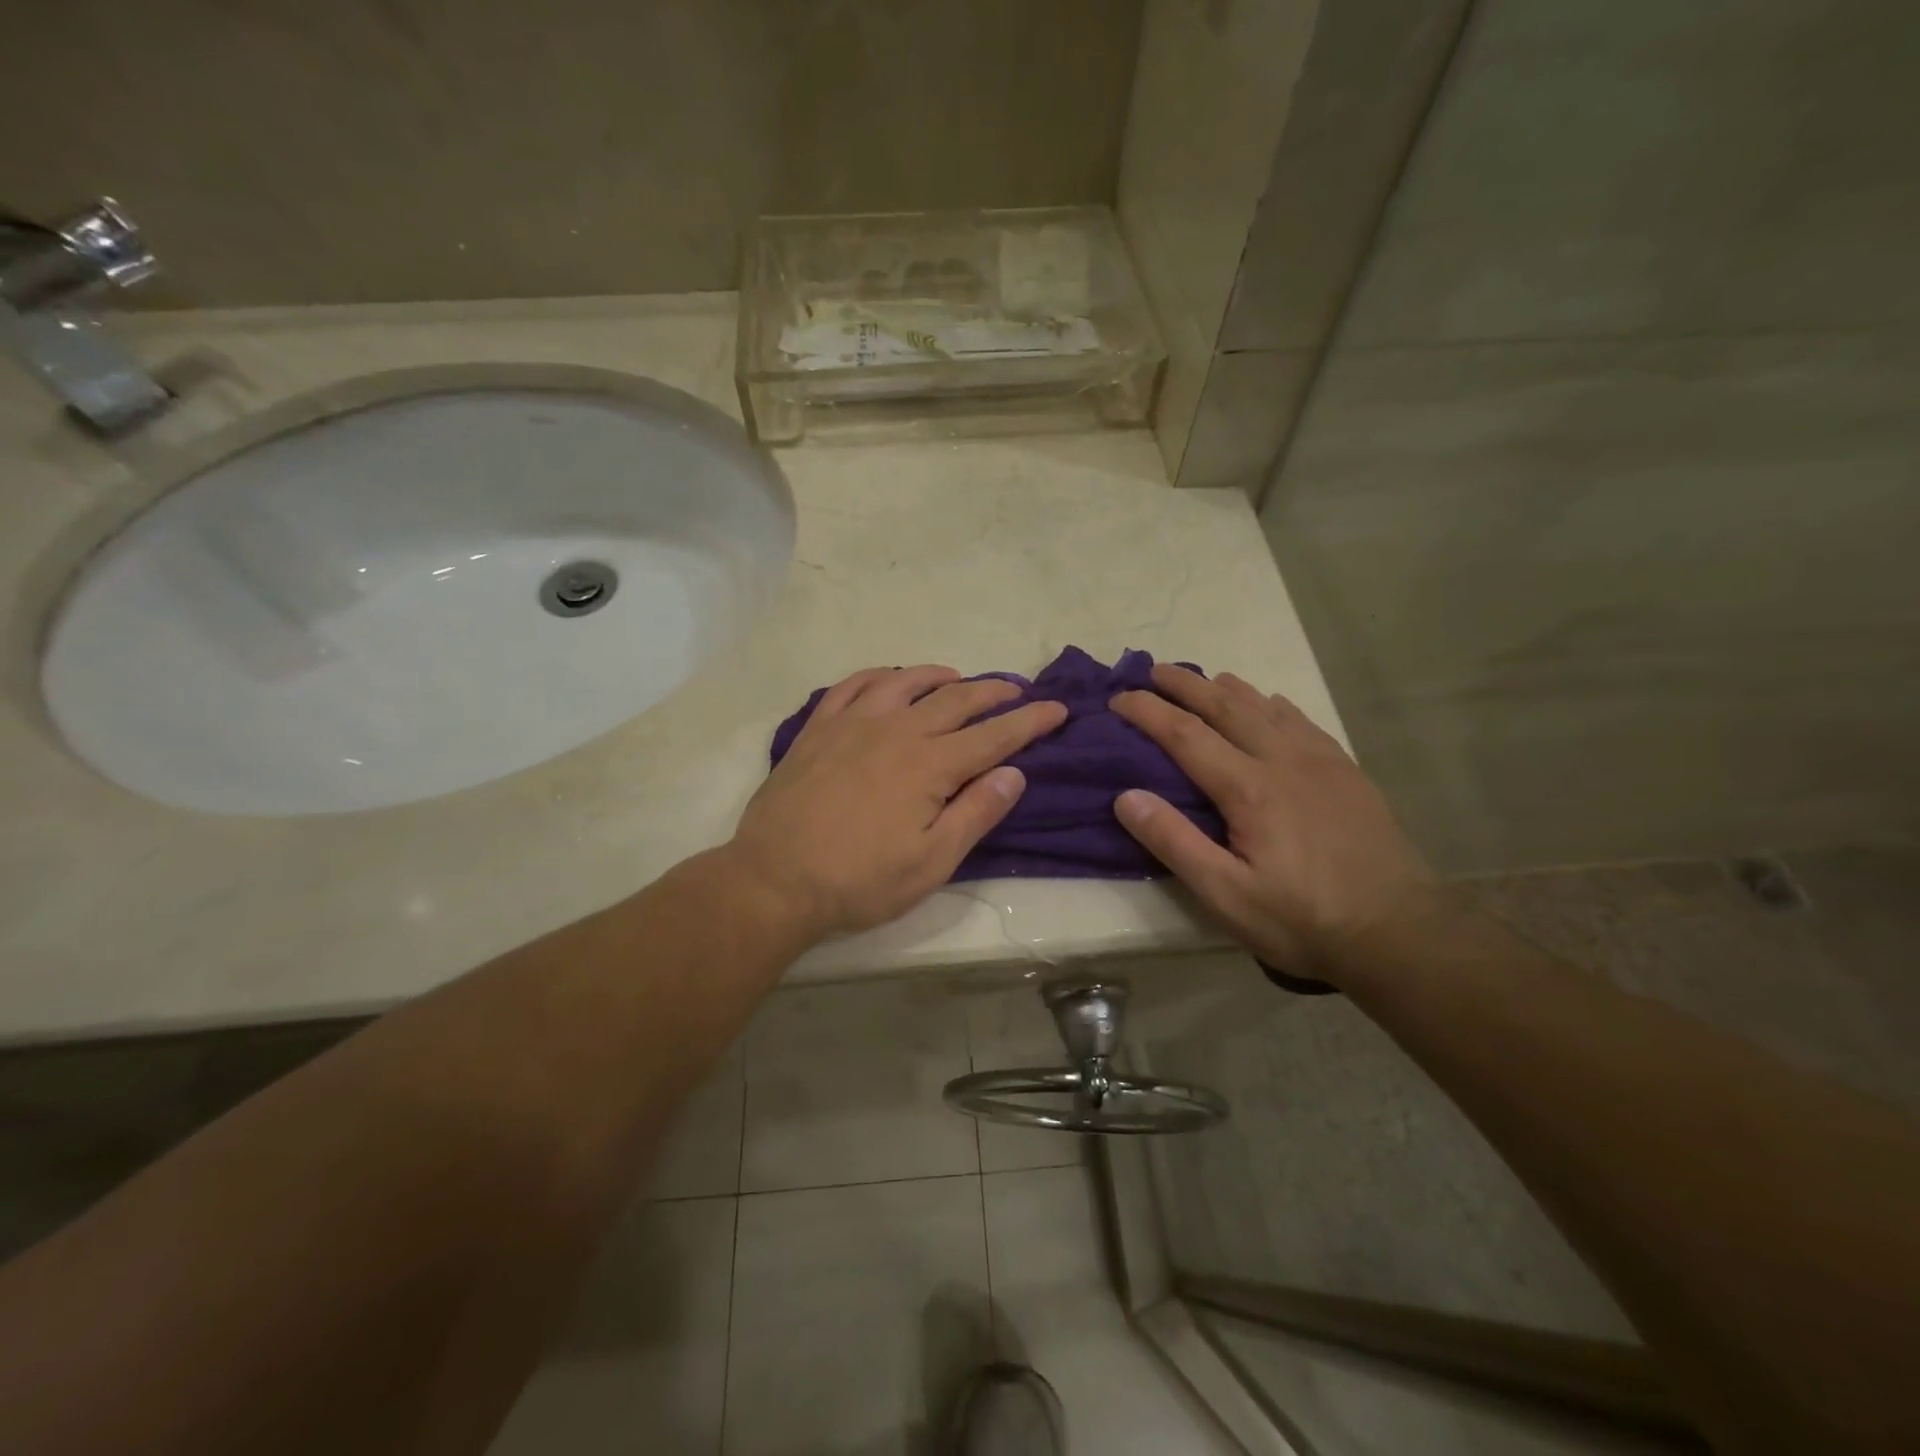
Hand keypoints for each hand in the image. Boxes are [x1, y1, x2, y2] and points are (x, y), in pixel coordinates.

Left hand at [728, 665, 1067, 939]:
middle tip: (1016, 689)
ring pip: (906, 682)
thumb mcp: (931, 862)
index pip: (994, 735)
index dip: (1030, 721)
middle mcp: (897, 730)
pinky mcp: (818, 728)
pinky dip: (880, 675)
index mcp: (930, 765)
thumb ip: (976, 813)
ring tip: (958, 678)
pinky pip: (853, 685)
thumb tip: (1014, 772)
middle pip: (956, 699)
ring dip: (940, 676)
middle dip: (993, 692)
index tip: (1057, 708)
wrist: (775, 879)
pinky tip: (889, 679)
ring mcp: (853, 723)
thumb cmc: (860, 880)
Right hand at [1110, 665, 1436, 980]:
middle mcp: (1283, 760)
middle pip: (1226, 707)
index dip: (1148, 711)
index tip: (1118, 698)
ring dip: (1229, 688)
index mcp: (1249, 788)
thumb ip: (1174, 842)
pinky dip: (1274, 704)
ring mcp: (1320, 762)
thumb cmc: (1301, 919)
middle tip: (1153, 669)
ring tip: (1204, 677)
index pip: (1185, 734)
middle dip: (1185, 685)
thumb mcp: (1225, 895)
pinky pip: (1303, 721)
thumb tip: (1126, 797)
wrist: (1399, 932)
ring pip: (1266, 707)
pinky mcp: (1346, 772)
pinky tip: (1270, 702)